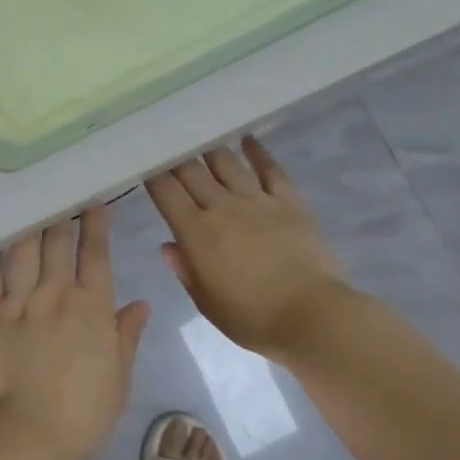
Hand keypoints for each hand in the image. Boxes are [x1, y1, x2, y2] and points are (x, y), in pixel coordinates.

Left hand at [0, 207, 150, 459]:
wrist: (29, 432)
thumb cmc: (83, 411)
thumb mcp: (119, 377)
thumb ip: (127, 335)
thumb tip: (140, 304)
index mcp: (91, 306)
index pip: (95, 254)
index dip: (96, 225)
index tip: (94, 202)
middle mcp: (55, 293)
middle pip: (58, 243)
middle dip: (61, 216)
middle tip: (59, 195)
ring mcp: (20, 301)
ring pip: (25, 250)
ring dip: (29, 226)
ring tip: (29, 205)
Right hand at [145, 136, 350, 358]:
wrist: (313, 317)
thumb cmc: (253, 319)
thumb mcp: (208, 304)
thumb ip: (185, 271)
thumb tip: (168, 245)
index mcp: (196, 232)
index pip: (166, 192)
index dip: (152, 174)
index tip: (145, 164)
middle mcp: (222, 207)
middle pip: (191, 170)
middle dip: (176, 157)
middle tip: (169, 148)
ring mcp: (257, 200)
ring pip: (226, 162)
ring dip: (210, 150)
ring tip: (201, 140)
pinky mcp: (288, 201)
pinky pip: (270, 168)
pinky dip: (257, 151)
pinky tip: (248, 139)